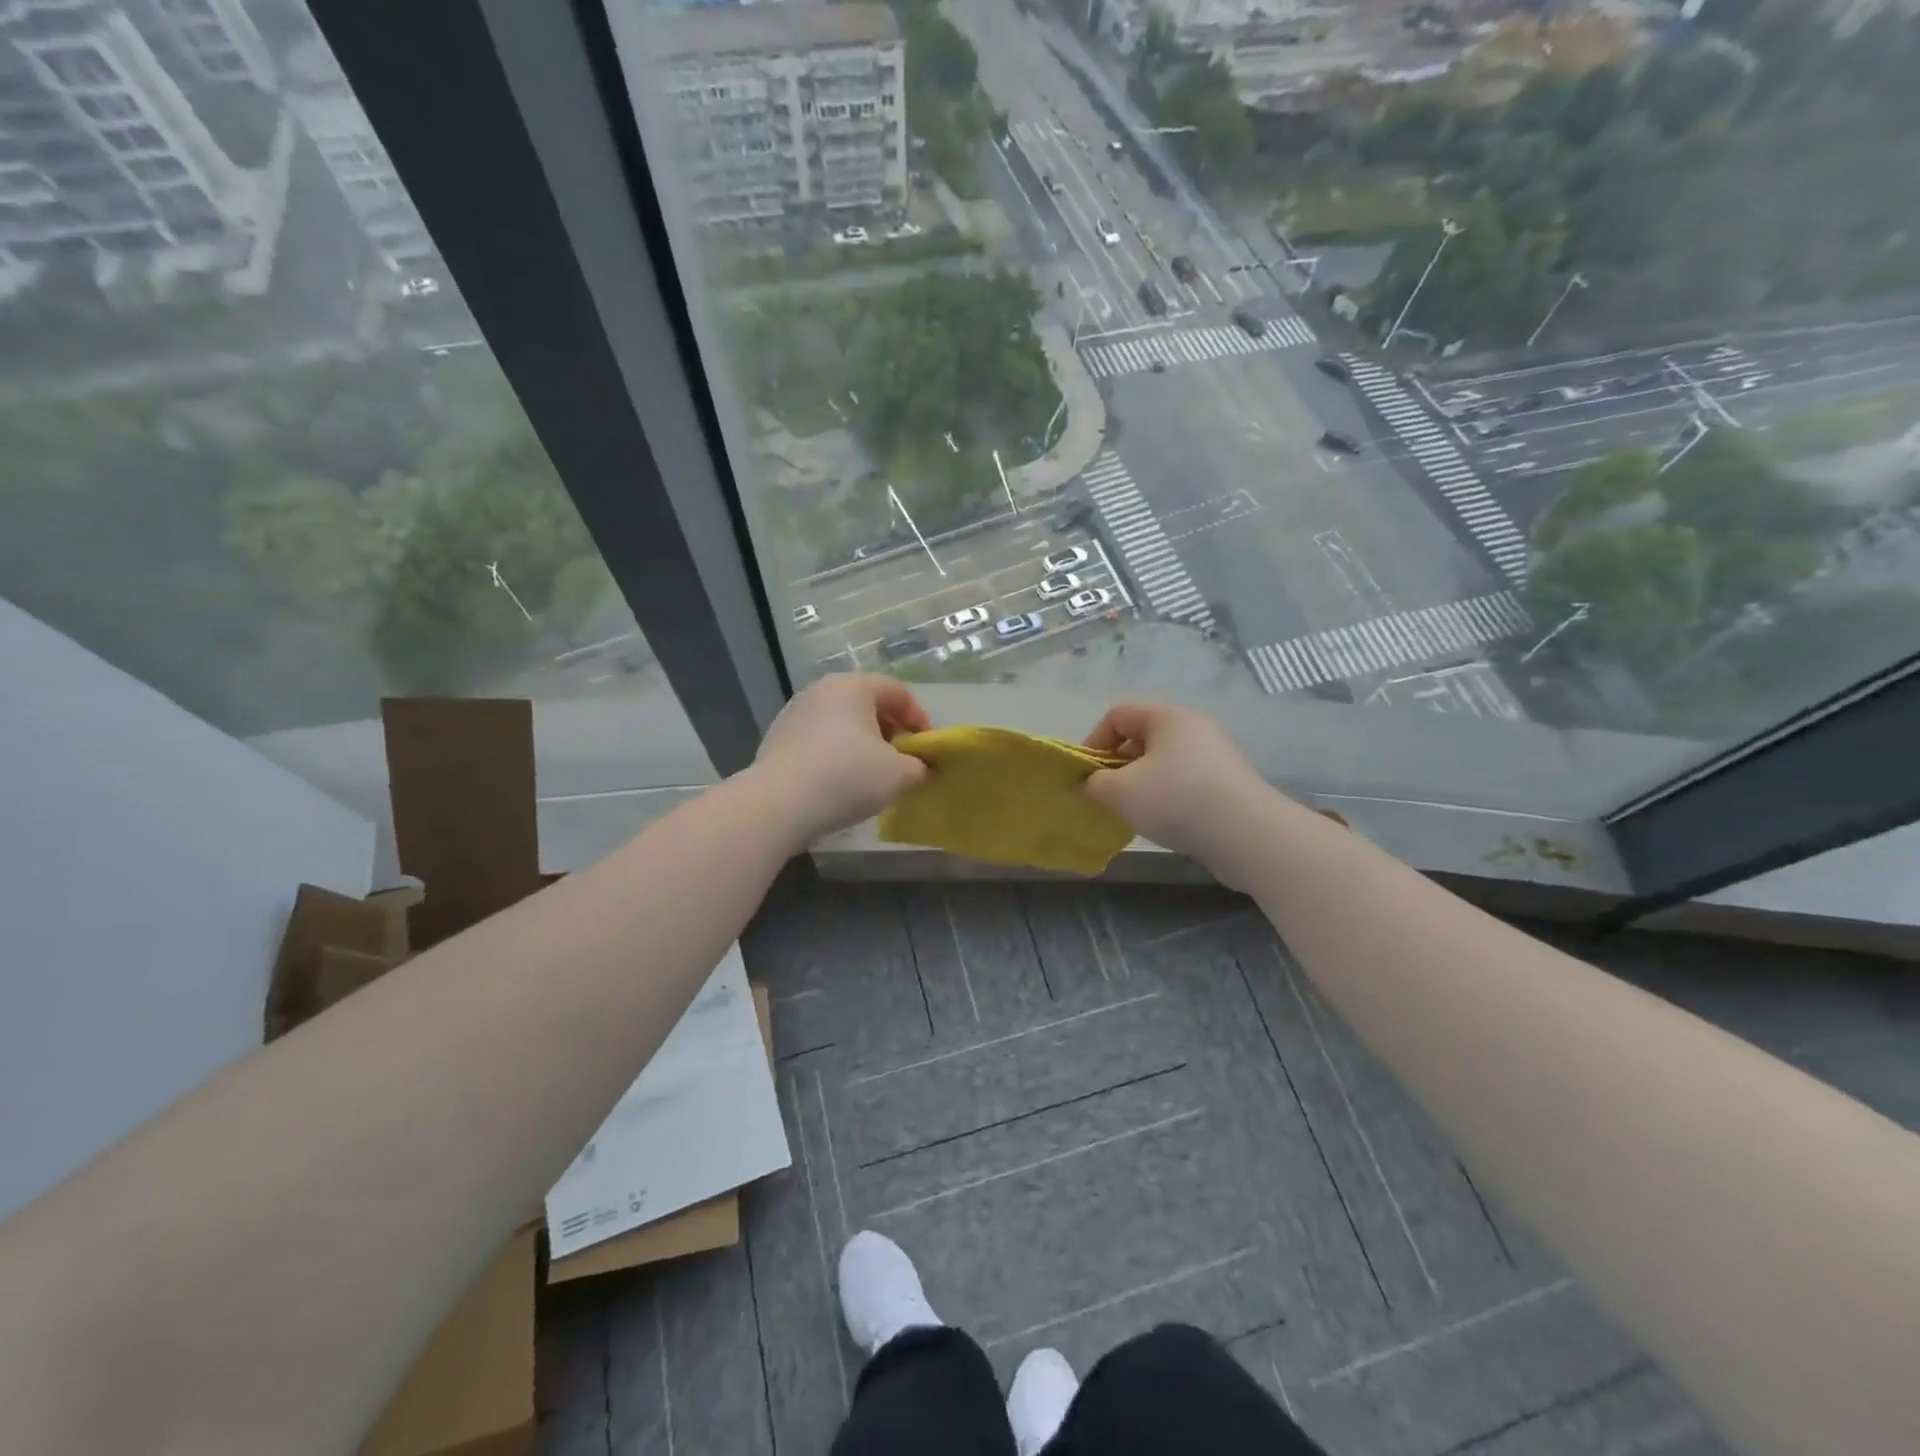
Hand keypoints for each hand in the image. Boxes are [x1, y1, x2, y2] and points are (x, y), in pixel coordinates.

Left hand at [751, 674, 931, 844]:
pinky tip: (840, 783)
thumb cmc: (847, 777)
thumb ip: (920, 767)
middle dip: (890, 731)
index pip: (897, 691)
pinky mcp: (778, 738)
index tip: (927, 748)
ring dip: (863, 744)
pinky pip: (819, 740)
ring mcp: (795, 713)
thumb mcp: (899, 775)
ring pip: (842, 722)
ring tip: (872, 774)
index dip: (919, 718)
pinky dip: (837, 754)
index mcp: (853, 686)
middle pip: (867, 704)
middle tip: (902, 760)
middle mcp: (821, 690)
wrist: (779, 804)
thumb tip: (921, 768)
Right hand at [1081, 702, 1268, 871]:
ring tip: (1133, 813)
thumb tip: (1088, 785)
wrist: (1245, 833)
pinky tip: (1164, 822)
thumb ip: (1094, 784)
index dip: (1094, 740)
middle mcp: (1194, 727)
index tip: (1087, 774)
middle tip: (1108, 795)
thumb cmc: (1175, 799)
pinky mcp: (1228, 783)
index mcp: (1167, 717)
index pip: (1118, 714)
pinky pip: (1185, 781)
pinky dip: (1167, 797)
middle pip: (1142, 737)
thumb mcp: (1120, 791)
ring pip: (1164, 762)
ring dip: (1142, 784)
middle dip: (1117, 765)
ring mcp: (1215, 755)